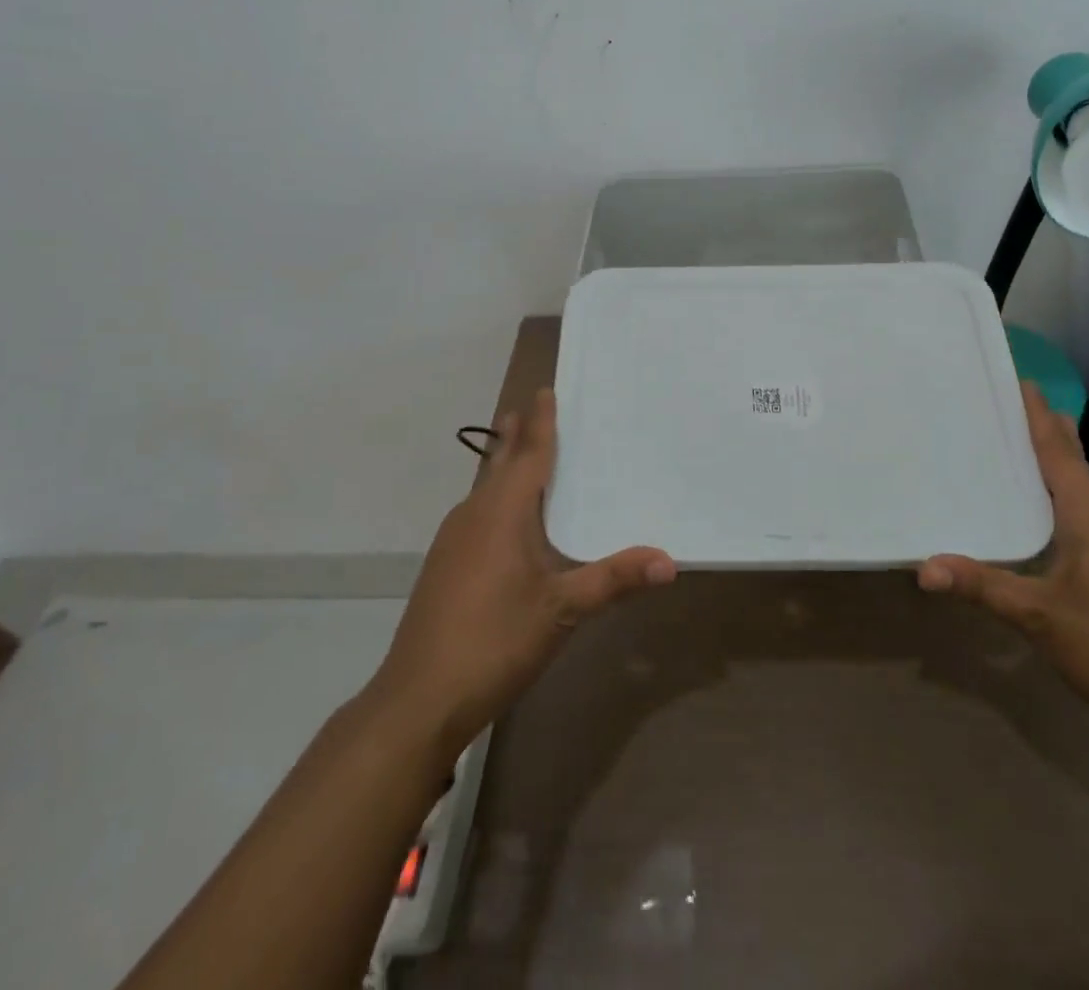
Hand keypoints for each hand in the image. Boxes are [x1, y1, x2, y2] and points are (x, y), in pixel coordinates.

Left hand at [363, 388, 675, 762]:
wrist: (418, 698)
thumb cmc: (495, 640)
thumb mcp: (562, 610)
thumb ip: (614, 580)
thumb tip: (670, 562)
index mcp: (503, 512)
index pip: (529, 454)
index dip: (540, 422)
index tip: (544, 390)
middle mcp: (474, 514)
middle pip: (499, 463)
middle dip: (515, 435)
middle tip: (529, 407)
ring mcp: (453, 540)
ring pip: (484, 489)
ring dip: (502, 466)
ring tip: (518, 452)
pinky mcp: (443, 565)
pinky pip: (475, 513)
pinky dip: (494, 498)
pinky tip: (503, 521)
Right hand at [917, 385, 1088, 738]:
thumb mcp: (1042, 617)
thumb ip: (984, 587)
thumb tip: (923, 568)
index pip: (1059, 452)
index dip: (1038, 416)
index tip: (1022, 381)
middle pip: (1075, 462)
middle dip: (1048, 431)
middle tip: (1015, 404)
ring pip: (1083, 490)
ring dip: (1055, 464)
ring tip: (1020, 449)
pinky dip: (1063, 497)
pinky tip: (1046, 515)